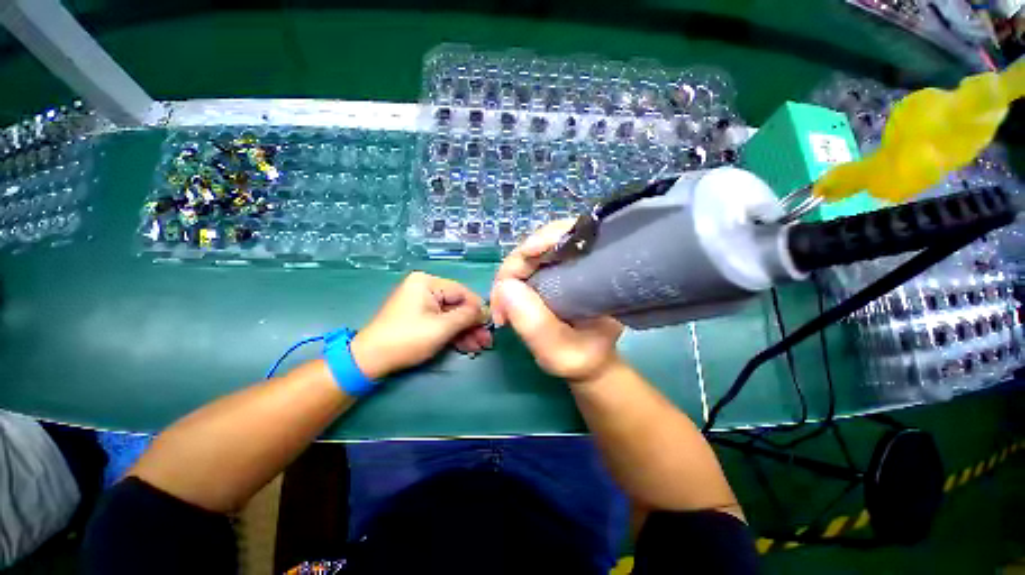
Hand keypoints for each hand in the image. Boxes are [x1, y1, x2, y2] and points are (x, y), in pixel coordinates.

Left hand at [351, 272, 490, 378]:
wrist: (370, 360)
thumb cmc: (407, 338)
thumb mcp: (442, 327)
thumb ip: (467, 316)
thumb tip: (486, 311)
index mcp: (427, 282)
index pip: (462, 292)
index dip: (478, 309)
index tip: (491, 325)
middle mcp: (425, 288)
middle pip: (458, 305)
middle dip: (473, 324)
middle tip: (487, 341)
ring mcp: (422, 304)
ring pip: (451, 316)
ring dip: (466, 332)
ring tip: (480, 347)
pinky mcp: (419, 317)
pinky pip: (442, 322)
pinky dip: (454, 334)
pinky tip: (468, 346)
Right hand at [491, 220, 623, 381]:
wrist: (588, 363)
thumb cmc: (581, 357)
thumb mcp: (561, 350)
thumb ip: (536, 324)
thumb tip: (505, 286)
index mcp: (597, 270)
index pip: (570, 236)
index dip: (542, 242)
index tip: (519, 269)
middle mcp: (582, 259)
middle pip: (542, 242)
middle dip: (514, 268)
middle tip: (500, 303)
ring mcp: (564, 264)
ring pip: (529, 254)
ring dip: (509, 276)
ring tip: (501, 308)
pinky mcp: (550, 272)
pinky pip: (525, 266)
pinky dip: (510, 280)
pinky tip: (506, 300)